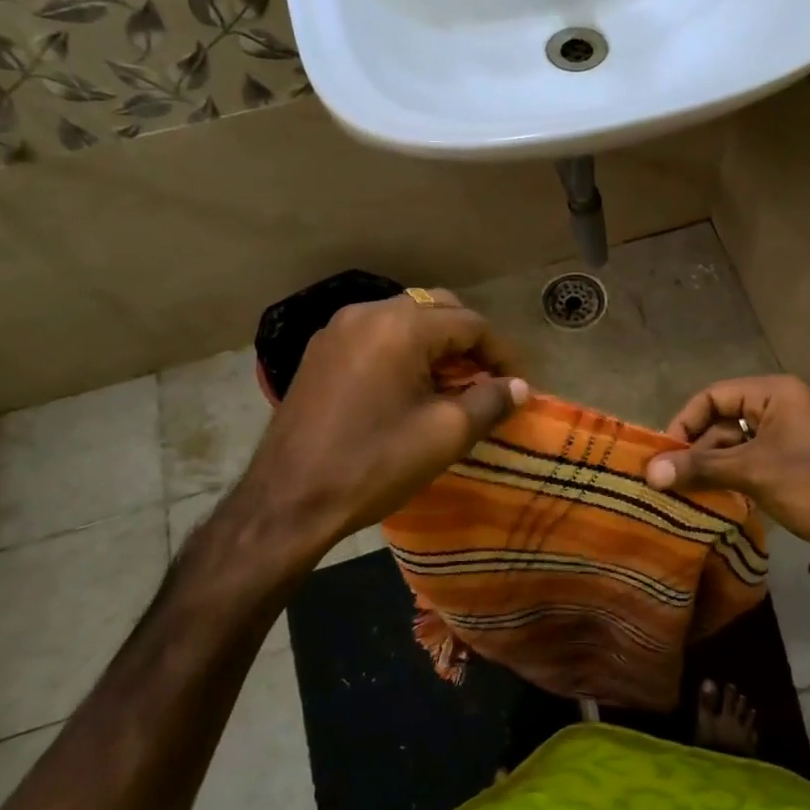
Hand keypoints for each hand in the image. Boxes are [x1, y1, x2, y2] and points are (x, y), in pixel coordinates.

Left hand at [231, 289, 527, 551]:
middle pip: (437, 309)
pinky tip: (410, 386)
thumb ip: (491, 401)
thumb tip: (520, 387)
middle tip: (487, 379)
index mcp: (401, 326)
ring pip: (405, 320)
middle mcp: (367, 313)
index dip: (500, 353)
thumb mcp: (446, 434)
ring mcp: (337, 330)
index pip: (470, 323)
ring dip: (436, 344)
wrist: (289, 500)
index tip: (518, 383)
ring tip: (452, 384)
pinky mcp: (320, 352)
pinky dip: (403, 350)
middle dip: (468, 341)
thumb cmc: (375, 464)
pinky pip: (376, 335)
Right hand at [644, 376, 809, 548]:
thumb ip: (699, 468)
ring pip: (738, 442)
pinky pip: (755, 457)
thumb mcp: (753, 473)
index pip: (714, 396)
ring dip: (714, 465)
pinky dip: (735, 474)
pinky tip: (717, 497)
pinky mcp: (799, 457)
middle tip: (672, 480)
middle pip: (725, 418)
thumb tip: (649, 472)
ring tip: (689, 493)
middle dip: (698, 449)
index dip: (685, 422)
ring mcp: (794, 431)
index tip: (664, 455)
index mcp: (776, 392)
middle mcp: (784, 403)